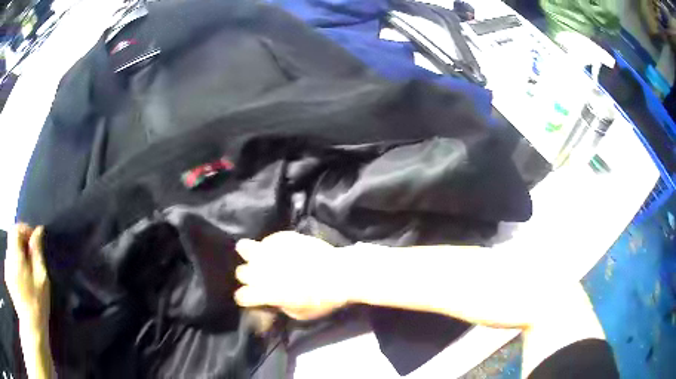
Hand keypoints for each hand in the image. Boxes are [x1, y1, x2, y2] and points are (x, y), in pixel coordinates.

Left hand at [4, 224, 49, 331]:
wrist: (33, 338)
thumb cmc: (36, 310)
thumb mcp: (42, 283)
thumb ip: (37, 253)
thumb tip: (38, 232)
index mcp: (14, 253)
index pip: (17, 229)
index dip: (26, 232)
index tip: (34, 245)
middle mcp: (7, 257)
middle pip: (12, 246)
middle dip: (20, 254)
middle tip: (30, 273)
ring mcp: (6, 270)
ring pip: (9, 261)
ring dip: (16, 267)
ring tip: (24, 288)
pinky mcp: (8, 281)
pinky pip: (8, 272)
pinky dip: (13, 278)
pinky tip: (19, 295)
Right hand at [235, 232, 351, 320]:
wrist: (341, 273)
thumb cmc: (323, 299)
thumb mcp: (300, 314)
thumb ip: (280, 305)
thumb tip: (274, 299)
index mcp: (265, 292)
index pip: (241, 296)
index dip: (246, 298)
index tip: (252, 298)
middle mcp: (262, 270)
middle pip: (241, 272)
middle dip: (248, 277)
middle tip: (260, 278)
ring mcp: (270, 251)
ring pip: (244, 248)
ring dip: (251, 255)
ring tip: (259, 257)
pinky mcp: (282, 237)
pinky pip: (267, 240)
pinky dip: (270, 246)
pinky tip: (279, 249)